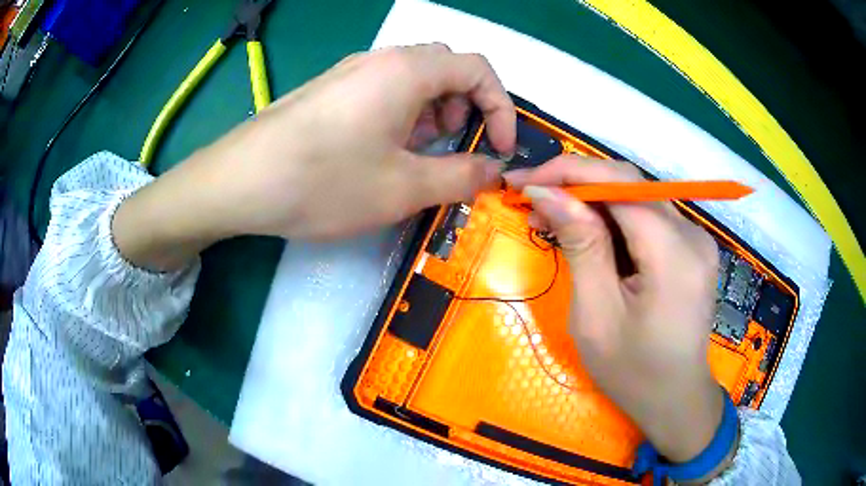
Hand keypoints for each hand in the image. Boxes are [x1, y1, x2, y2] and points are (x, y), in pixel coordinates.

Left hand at [114, 44, 514, 269]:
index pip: (479, 69)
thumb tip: (494, 171)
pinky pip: (381, 90)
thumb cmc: (323, 181)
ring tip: (415, 156)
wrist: (239, 181)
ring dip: (431, 113)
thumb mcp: (404, 188)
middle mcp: (381, 60)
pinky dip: (399, 115)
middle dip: (464, 107)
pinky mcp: (328, 90)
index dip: (501, 108)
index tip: (500, 148)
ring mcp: (350, 72)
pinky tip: (379, 151)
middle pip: (446, 68)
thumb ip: (461, 177)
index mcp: (408, 71)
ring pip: (413, 79)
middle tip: (452, 148)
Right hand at [505, 157, 724, 464]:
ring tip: (551, 218)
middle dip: (576, 183)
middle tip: (531, 199)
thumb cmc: (633, 372)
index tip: (522, 182)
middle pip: (629, 184)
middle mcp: (692, 234)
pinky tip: (587, 233)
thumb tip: (548, 193)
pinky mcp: (691, 247)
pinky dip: (613, 218)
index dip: (568, 173)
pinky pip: (647, 216)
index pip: (620, 184)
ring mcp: (696, 238)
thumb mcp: (597, 315)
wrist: (675, 399)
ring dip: (592, 201)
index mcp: (674, 254)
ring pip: (636, 197)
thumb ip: (581, 245)